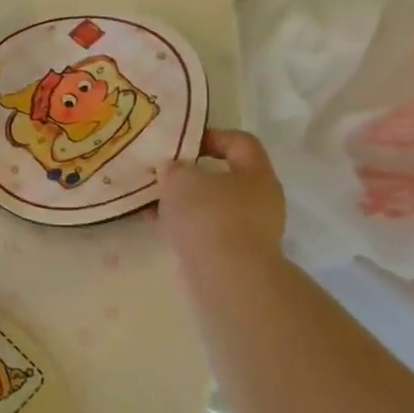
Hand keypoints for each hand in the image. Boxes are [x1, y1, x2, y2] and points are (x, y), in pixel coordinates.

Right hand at [154, 128, 285, 267]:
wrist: (227, 276)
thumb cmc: (209, 215)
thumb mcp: (181, 178)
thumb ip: (174, 167)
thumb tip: (173, 170)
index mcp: (257, 174)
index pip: (240, 142)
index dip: (211, 136)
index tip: (180, 142)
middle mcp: (261, 200)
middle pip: (225, 176)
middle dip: (191, 174)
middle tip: (162, 173)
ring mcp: (250, 230)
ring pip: (212, 205)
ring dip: (184, 202)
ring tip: (152, 200)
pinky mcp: (234, 254)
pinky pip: (206, 230)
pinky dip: (184, 225)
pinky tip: (157, 224)